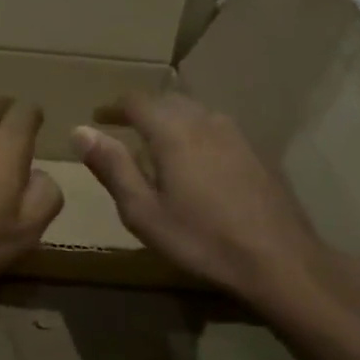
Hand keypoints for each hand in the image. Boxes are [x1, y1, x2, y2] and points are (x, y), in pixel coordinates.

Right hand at [72, 90, 359, 329]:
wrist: (279, 259)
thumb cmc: (201, 239)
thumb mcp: (143, 211)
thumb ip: (112, 167)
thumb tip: (80, 131)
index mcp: (173, 131)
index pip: (136, 100)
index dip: (113, 106)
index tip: (98, 117)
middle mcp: (205, 120)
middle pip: (166, 100)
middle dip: (141, 110)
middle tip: (122, 129)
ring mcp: (236, 133)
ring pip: (194, 111)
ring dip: (169, 120)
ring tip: (155, 144)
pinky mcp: (256, 150)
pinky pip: (215, 127)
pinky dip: (194, 132)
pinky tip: (195, 160)